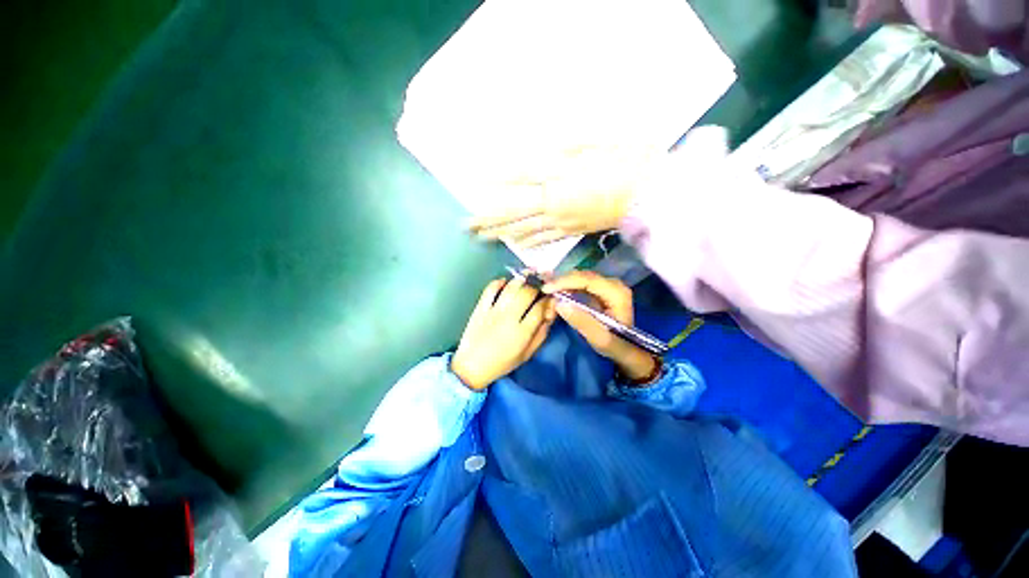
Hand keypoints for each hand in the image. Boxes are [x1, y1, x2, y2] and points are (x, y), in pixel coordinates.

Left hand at [451, 277, 556, 389]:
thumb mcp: (527, 354)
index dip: (548, 299)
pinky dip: (499, 282)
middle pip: (527, 293)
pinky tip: (506, 283)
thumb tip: (550, 314)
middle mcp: (509, 318)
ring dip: (521, 280)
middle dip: (537, 286)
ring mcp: (493, 311)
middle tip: (539, 286)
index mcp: (522, 333)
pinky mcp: (480, 308)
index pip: (540, 308)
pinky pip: (490, 288)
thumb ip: (541, 334)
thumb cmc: (503, 363)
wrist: (472, 366)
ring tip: (527, 278)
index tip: (549, 297)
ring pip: (511, 287)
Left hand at [467, 147, 658, 247]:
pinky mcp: (571, 231)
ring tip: (481, 237)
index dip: (496, 178)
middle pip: (513, 211)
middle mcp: (554, 201)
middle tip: (465, 226)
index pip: (519, 177)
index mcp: (560, 176)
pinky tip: (515, 244)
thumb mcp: (597, 141)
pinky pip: (544, 238)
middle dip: (487, 218)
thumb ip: (564, 144)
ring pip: (524, 229)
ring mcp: (561, 220)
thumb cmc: (627, 161)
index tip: (473, 182)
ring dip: (501, 233)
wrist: (650, 195)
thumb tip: (539, 147)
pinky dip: (526, 241)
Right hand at [543, 271, 656, 380]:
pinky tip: (557, 292)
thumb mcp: (599, 339)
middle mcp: (614, 284)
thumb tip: (559, 303)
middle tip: (543, 288)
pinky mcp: (601, 291)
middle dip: (562, 281)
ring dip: (563, 283)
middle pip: (584, 276)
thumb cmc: (615, 346)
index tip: (546, 288)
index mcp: (616, 292)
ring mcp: (608, 286)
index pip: (587, 280)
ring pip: (581, 278)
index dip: (565, 281)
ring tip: (547, 290)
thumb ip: (581, 321)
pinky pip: (582, 284)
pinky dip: (568, 287)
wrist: (627, 350)